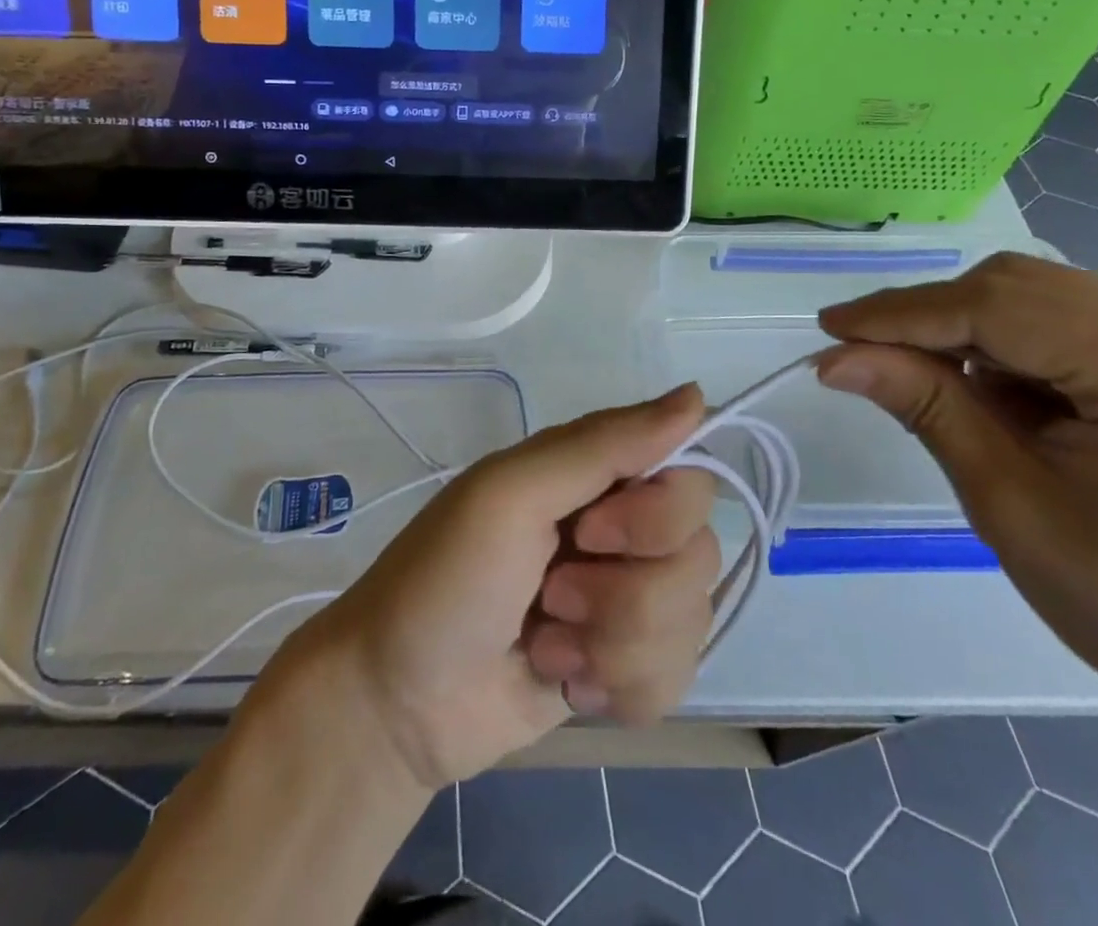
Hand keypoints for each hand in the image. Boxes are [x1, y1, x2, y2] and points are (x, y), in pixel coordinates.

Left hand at [266, 386, 718, 790]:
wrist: (398, 703)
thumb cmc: (446, 578)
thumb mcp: (512, 493)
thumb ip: (604, 444)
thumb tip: (698, 395)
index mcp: (596, 474)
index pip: (688, 477)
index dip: (655, 517)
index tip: (592, 533)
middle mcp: (622, 528)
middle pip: (699, 553)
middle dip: (625, 594)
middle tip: (552, 596)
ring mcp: (627, 600)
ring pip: (691, 620)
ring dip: (614, 645)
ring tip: (546, 643)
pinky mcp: (627, 666)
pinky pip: (677, 676)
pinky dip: (619, 689)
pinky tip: (566, 684)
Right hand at [817, 253, 1097, 755]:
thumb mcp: (1009, 502)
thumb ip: (925, 406)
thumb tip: (836, 357)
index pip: (996, 307)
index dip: (900, 314)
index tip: (827, 328)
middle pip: (1018, 288)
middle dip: (931, 319)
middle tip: (859, 354)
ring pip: (1039, 298)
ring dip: (968, 333)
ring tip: (924, 381)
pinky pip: (1070, 323)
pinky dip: (1012, 348)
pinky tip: (992, 393)